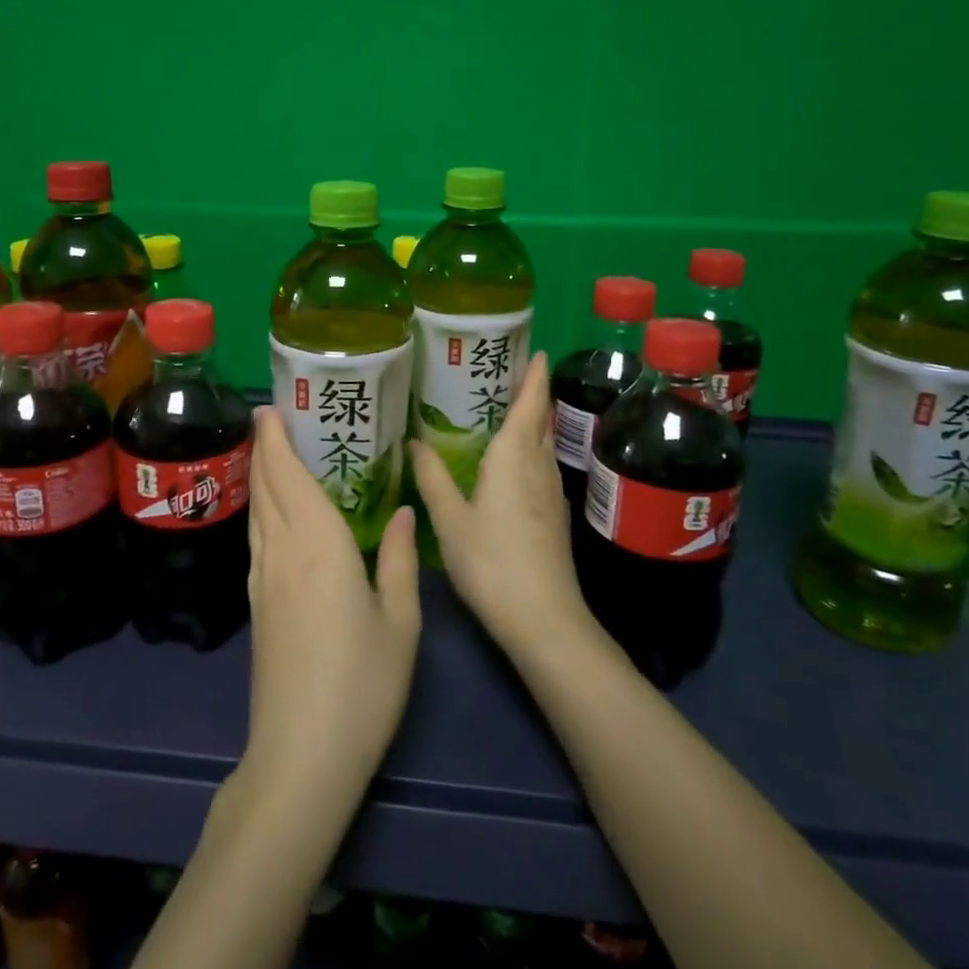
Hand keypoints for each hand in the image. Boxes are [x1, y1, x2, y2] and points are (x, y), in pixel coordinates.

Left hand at [240, 407, 421, 817]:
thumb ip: (400, 559)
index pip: (287, 476)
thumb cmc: (362, 684)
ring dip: (260, 476)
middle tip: (272, 418)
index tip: (269, 408)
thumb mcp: (400, 621)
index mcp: (318, 544)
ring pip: (256, 512)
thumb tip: (405, 512)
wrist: (301, 754)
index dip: (275, 440)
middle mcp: (282, 551)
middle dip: (264, 448)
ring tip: (272, 454)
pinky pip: (257, 538)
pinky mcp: (257, 605)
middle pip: (265, 487)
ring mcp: (263, 580)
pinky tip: (274, 514)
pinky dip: (262, 509)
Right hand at [410, 352, 591, 653]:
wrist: (543, 619)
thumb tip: (415, 441)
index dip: (535, 375)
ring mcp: (551, 491)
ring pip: (544, 443)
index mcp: (514, 456)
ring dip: (533, 421)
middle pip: (542, 419)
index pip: (531, 403)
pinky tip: (509, 461)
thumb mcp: (450, 519)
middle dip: (533, 393)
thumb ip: (432, 477)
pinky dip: (530, 449)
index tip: (536, 349)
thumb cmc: (491, 562)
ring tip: (504, 408)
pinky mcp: (554, 515)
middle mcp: (538, 465)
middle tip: (506, 371)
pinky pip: (542, 465)